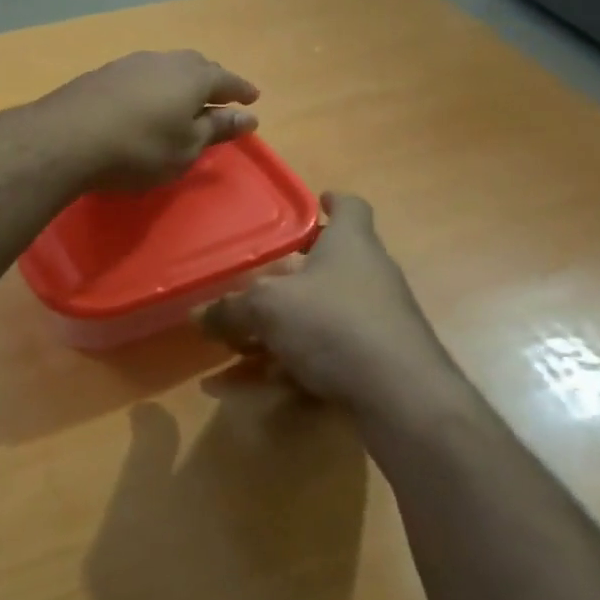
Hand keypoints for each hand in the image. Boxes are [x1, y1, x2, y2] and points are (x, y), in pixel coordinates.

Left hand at [40, 50, 260, 191]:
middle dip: (212, 81)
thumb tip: (248, 117)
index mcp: (193, 77)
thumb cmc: (139, 149)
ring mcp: (131, 63)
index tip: (253, 99)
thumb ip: (217, 129)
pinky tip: (146, 101)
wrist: (67, 137)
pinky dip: (153, 86)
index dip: (241, 90)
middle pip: (197, 66)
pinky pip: (141, 75)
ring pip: (166, 67)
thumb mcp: (186, 148)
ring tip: (183, 99)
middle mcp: (164, 60)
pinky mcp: (104, 73)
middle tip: (219, 97)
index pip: (227, 79)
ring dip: (180, 81)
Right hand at [199, 193, 457, 419]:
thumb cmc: (333, 324)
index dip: (333, 202)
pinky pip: (320, 358)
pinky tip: (244, 391)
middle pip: (325, 267)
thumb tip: (197, 314)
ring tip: (231, 349)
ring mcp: (375, 322)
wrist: (401, 397)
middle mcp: (367, 276)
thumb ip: (230, 309)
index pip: (350, 208)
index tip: (317, 202)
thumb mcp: (268, 308)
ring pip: (317, 318)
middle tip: (248, 288)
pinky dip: (284, 369)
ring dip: (274, 333)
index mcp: (350, 245)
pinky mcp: (374, 364)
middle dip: (284, 279)